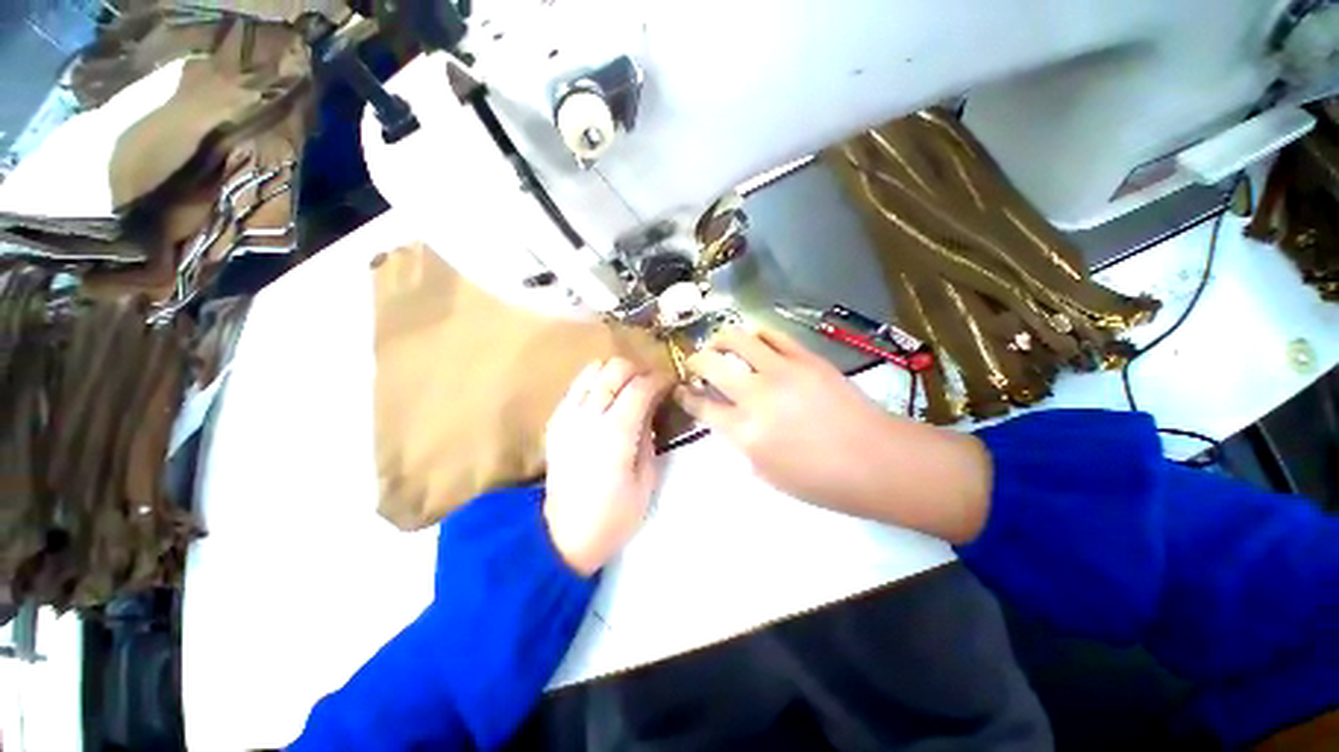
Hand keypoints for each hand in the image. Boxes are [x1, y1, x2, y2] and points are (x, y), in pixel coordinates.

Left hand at [544, 358, 670, 574]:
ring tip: (628, 388)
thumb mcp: (646, 479)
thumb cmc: (614, 515)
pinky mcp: (555, 421)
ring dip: (615, 372)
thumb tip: (652, 406)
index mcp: (615, 432)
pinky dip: (594, 383)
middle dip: (639, 370)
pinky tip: (605, 399)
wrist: (564, 536)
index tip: (671, 383)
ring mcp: (567, 415)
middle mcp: (588, 416)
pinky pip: (576, 386)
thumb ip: (649, 434)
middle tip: (651, 385)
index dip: (660, 379)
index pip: (641, 386)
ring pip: (593, 370)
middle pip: (615, 368)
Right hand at [675, 327, 991, 541]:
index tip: (680, 389)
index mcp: (744, 432)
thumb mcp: (767, 475)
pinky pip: (772, 334)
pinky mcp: (806, 357)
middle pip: (710, 364)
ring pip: (737, 337)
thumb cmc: (822, 481)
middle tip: (696, 364)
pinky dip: (756, 336)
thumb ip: (741, 443)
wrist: (878, 461)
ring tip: (721, 346)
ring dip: (721, 340)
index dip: (684, 395)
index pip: (700, 405)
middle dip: (695, 361)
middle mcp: (756, 395)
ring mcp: (782, 371)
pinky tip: (755, 344)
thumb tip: (729, 419)